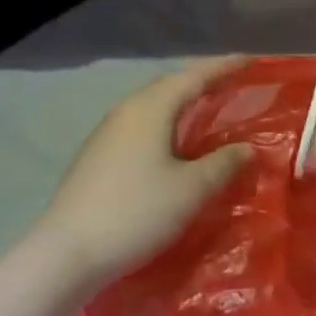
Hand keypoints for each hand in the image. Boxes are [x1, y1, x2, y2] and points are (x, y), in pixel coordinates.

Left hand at [35, 58, 252, 283]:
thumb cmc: (136, 212)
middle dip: (202, 80)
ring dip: (182, 102)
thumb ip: (224, 164)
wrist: (64, 256)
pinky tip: (172, 142)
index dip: (225, 67)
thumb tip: (247, 148)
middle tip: (232, 82)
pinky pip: (140, 125)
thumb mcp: (192, 190)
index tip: (251, 59)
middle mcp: (127, 111)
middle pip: (170, 85)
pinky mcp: (96, 157)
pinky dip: (165, 122)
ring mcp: (106, 134)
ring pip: (153, 105)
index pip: (195, 76)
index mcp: (151, 108)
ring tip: (206, 107)